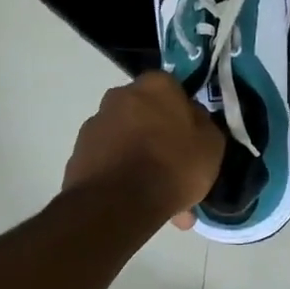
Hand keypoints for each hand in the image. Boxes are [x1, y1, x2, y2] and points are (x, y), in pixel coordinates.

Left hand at [62, 72, 223, 228]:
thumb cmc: (173, 165)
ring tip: (157, 193)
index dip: (182, 112)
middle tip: (174, 166)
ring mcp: (95, 124)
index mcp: (155, 85)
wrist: (118, 203)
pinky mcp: (78, 153)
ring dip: (139, 157)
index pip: (173, 89)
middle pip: (145, 113)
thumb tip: (193, 119)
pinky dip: (121, 174)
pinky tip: (136, 200)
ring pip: (127, 138)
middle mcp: (120, 95)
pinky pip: (110, 160)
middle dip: (158, 135)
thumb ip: (203, 125)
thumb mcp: (211, 145)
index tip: (191, 136)